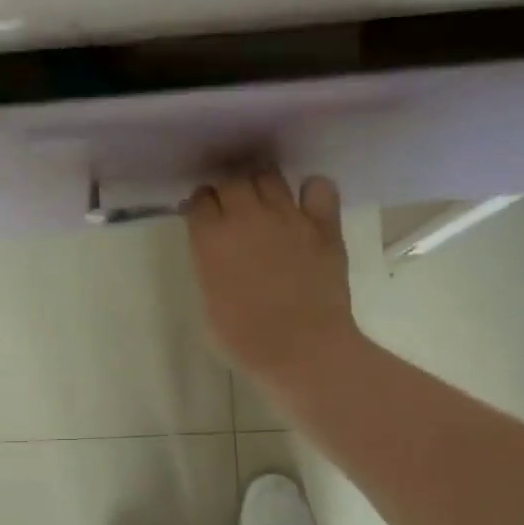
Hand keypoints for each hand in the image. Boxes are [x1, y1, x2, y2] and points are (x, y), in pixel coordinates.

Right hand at [185, 169, 358, 395]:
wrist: (302, 349)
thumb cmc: (245, 339)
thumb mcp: (209, 301)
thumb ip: (209, 265)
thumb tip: (215, 250)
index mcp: (211, 238)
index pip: (200, 199)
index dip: (201, 205)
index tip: (204, 216)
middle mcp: (246, 216)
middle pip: (232, 178)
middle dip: (228, 188)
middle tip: (232, 207)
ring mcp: (288, 216)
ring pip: (269, 175)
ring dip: (261, 183)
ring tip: (264, 200)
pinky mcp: (323, 224)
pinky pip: (319, 186)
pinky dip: (310, 189)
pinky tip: (306, 204)